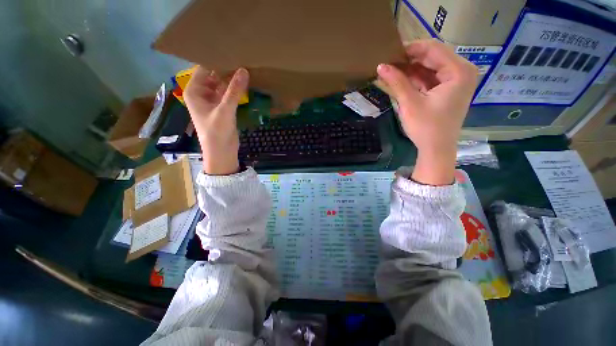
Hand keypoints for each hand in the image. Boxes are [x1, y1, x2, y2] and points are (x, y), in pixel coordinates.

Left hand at [184, 67, 248, 174]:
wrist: (221, 152)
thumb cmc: (217, 131)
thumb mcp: (225, 110)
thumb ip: (234, 90)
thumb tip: (244, 70)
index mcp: (194, 92)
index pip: (204, 70)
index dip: (216, 61)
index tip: (231, 53)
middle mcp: (202, 94)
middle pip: (214, 77)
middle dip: (226, 70)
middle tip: (241, 59)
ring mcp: (213, 102)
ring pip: (222, 86)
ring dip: (232, 81)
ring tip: (245, 69)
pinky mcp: (222, 109)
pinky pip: (228, 95)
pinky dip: (235, 91)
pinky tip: (244, 84)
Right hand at [377, 39, 477, 185]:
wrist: (436, 149)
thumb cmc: (426, 127)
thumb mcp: (410, 103)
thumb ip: (397, 82)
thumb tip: (380, 66)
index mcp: (459, 71)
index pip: (434, 49)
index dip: (411, 48)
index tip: (391, 52)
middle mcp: (462, 71)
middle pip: (433, 56)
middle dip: (410, 59)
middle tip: (389, 62)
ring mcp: (457, 81)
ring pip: (431, 67)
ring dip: (412, 69)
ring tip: (391, 70)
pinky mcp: (449, 90)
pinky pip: (431, 78)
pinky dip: (417, 78)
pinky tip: (401, 79)